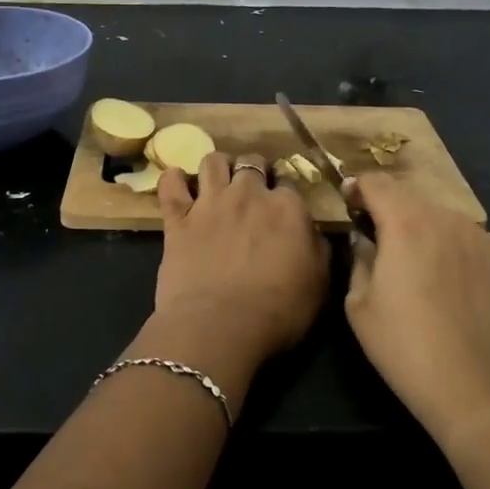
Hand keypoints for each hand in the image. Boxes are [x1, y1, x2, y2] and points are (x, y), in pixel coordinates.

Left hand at [151, 152, 327, 368]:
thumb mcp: (318, 285)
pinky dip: (173, 180)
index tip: (283, 206)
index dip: (285, 192)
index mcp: (287, 207)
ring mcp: (209, 203)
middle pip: (252, 163)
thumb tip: (310, 232)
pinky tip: (178, 185)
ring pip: (212, 161)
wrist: (219, 327)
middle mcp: (248, 194)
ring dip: (217, 168)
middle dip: (253, 171)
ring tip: (217, 183)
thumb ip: (317, 249)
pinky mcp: (177, 218)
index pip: (288, 182)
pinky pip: (170, 184)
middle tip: (251, 191)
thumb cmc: (278, 312)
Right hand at [344, 174, 489, 454]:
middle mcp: (451, 220)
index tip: (351, 204)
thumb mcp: (359, 307)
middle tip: (385, 243)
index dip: (359, 188)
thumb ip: (360, 260)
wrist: (483, 395)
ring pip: (450, 224)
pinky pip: (479, 252)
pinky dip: (463, 260)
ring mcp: (489, 244)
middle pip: (415, 200)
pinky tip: (461, 295)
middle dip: (394, 213)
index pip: (377, 182)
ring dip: (431, 235)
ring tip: (426, 272)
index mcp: (407, 223)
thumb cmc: (407, 349)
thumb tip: (366, 241)